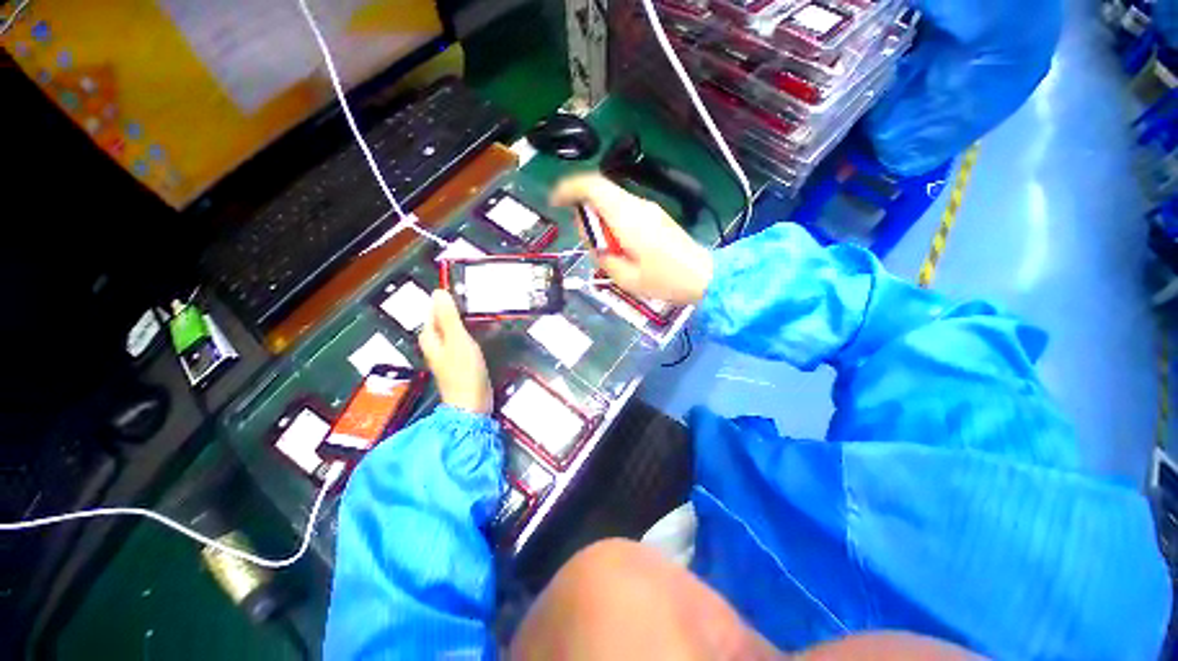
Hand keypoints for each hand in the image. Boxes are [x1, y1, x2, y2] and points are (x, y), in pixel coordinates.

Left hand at [419, 290, 491, 414]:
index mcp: (430, 337)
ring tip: (484, 311)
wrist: (472, 404)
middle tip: (477, 298)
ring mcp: (448, 353)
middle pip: (445, 319)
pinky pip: (465, 339)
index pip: (434, 309)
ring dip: (468, 320)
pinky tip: (486, 330)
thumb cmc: (463, 372)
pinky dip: (473, 332)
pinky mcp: (461, 361)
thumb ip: (449, 316)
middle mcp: (436, 344)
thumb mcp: (457, 340)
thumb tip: (439, 292)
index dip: (447, 298)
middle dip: (459, 308)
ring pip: (456, 329)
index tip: (464, 287)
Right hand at [552, 173, 712, 305]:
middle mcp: (637, 205)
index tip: (555, 203)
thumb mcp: (625, 278)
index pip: (593, 186)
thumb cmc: (664, 280)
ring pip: (612, 201)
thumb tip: (593, 239)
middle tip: (587, 241)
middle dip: (584, 211)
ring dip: (599, 218)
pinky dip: (612, 221)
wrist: (701, 276)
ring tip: (605, 248)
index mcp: (627, 218)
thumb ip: (602, 255)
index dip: (569, 189)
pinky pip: (624, 209)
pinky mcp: (654, 215)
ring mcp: (648, 208)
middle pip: (600, 192)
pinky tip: (619, 246)